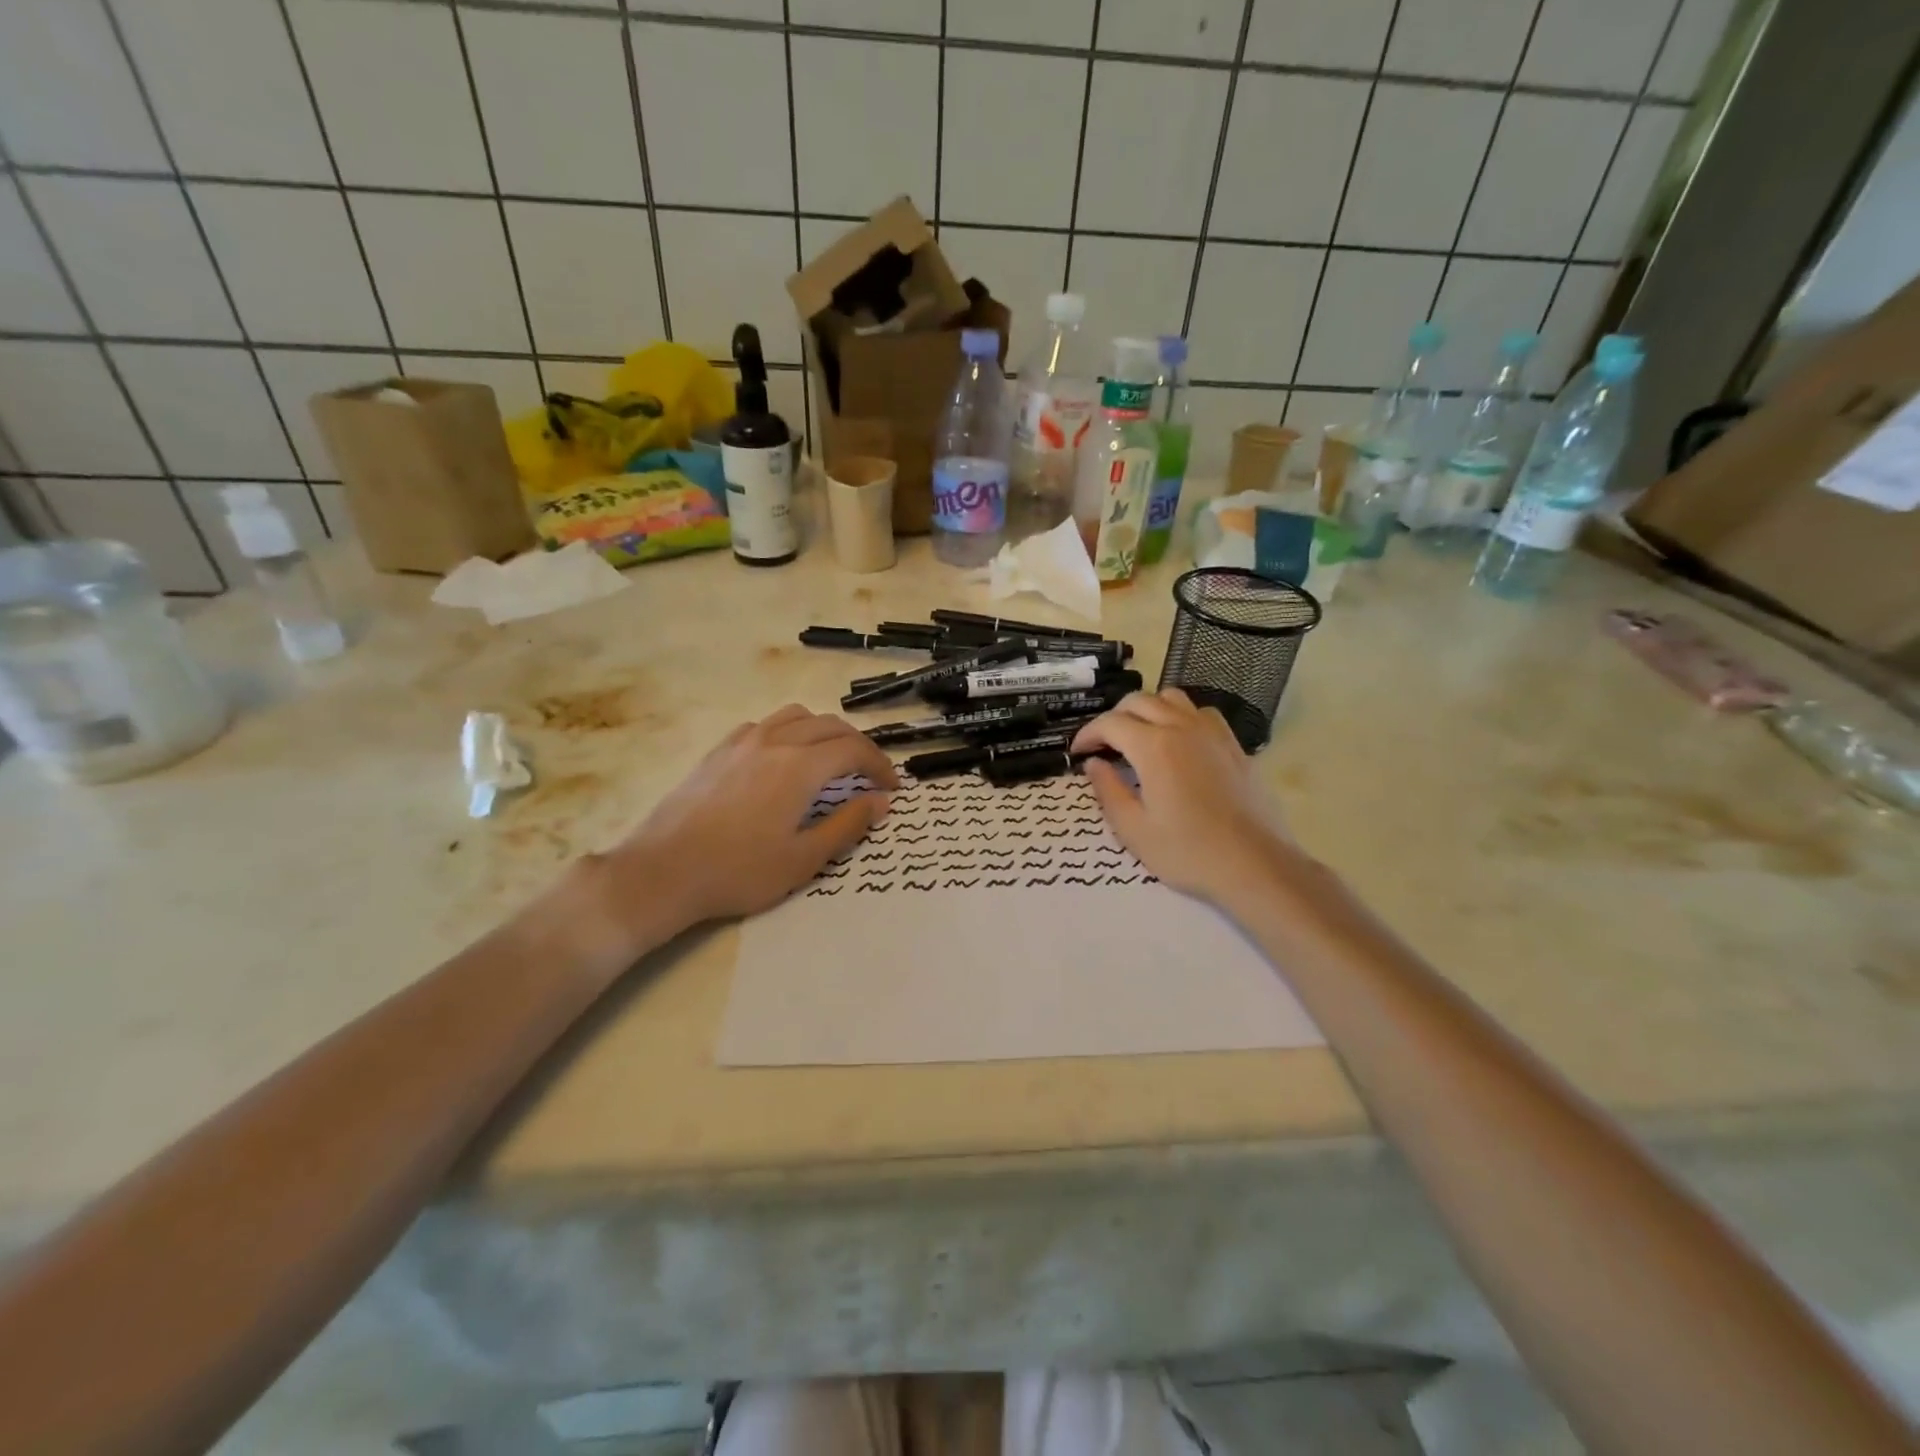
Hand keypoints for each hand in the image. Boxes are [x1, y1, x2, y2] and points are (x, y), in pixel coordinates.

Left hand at [596, 705, 897, 941]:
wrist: (663, 871)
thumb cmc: (739, 871)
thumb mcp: (804, 859)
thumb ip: (848, 825)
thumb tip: (881, 802)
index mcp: (800, 767)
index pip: (855, 750)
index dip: (880, 766)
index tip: (892, 788)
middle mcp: (775, 742)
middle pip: (830, 726)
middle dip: (859, 746)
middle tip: (870, 775)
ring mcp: (742, 741)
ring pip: (796, 716)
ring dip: (824, 732)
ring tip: (831, 759)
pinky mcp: (719, 750)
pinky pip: (764, 725)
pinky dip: (788, 732)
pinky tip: (783, 760)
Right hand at [1071, 690, 1297, 906]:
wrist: (1254, 864)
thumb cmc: (1188, 852)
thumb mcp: (1133, 830)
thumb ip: (1107, 790)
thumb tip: (1093, 764)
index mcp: (1153, 747)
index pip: (1110, 724)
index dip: (1088, 734)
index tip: (1078, 752)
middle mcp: (1182, 728)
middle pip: (1139, 701)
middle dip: (1114, 718)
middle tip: (1103, 745)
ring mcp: (1212, 733)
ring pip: (1172, 698)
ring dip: (1148, 709)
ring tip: (1139, 736)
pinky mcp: (1233, 744)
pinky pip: (1201, 712)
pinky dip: (1181, 716)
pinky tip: (1178, 741)